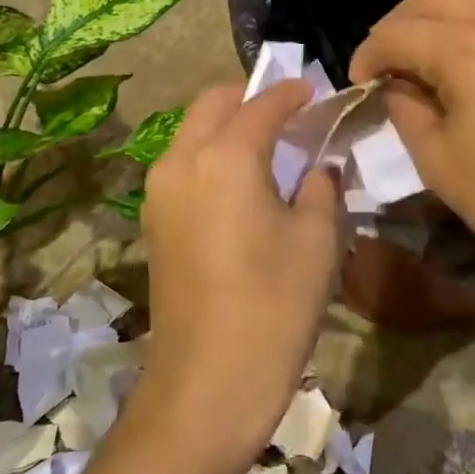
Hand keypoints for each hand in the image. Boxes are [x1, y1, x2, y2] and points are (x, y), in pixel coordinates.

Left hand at [135, 81, 340, 466]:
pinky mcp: (153, 222)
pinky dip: (211, 156)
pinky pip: (183, 166)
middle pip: (213, 104)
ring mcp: (159, 192)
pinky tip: (242, 183)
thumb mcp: (318, 240)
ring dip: (227, 126)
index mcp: (225, 156)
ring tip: (268, 148)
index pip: (262, 104)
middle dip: (250, 98)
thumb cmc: (275, 305)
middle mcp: (181, 161)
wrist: (207, 383)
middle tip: (289, 114)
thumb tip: (317, 166)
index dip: (292, 92)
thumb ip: (321, 187)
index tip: (315, 90)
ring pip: (192, 133)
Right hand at [349, 0, 474, 309]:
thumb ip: (404, 106)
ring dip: (438, 28)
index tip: (358, 85)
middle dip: (398, 27)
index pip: (397, 32)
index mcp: (470, 50)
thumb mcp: (437, 160)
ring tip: (426, 72)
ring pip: (473, 4)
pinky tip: (473, 74)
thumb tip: (395, 82)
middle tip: (385, 68)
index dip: (367, 55)